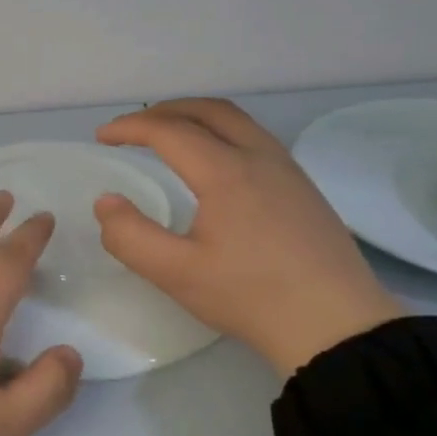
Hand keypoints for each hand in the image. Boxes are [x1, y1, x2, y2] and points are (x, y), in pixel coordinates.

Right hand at [94, 99, 403, 375]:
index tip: (101, 137)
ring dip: (196, 118)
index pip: (169, 131)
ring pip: (238, 121)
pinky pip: (256, 139)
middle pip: (208, 110)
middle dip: (164, 111)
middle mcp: (260, 157)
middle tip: (132, 128)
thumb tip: (107, 202)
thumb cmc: (249, 296)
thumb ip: (129, 236)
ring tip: (169, 137)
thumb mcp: (176, 273)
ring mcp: (288, 170)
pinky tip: (214, 164)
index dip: (130, 127)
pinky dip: (222, 133)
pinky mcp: (303, 188)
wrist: (335, 324)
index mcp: (226, 171)